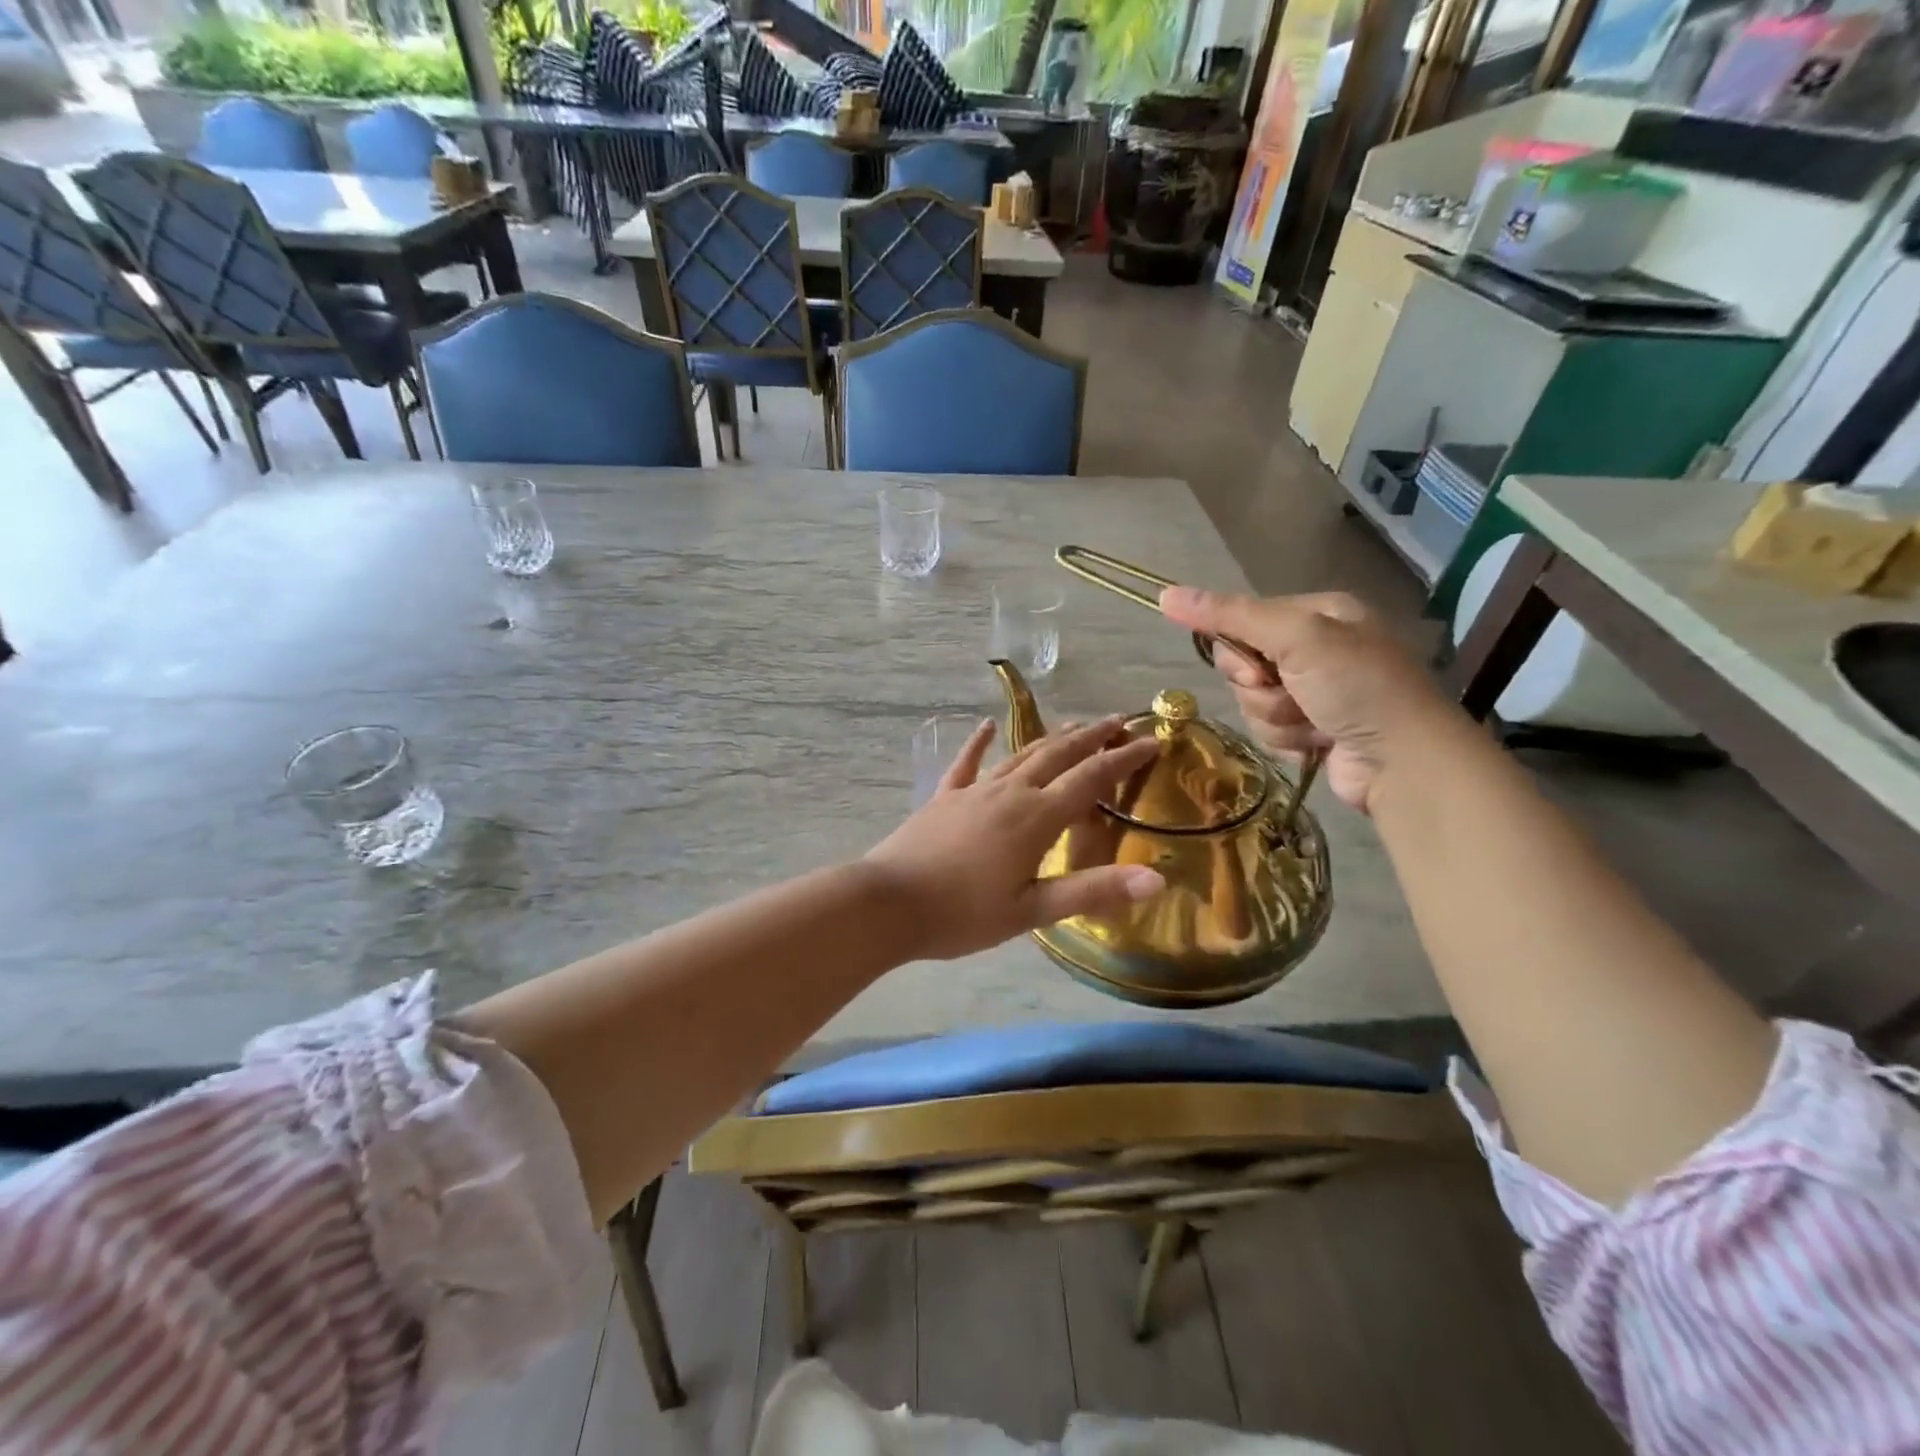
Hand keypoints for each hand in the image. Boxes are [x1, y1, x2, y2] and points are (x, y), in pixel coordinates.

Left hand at [865, 718, 1164, 959]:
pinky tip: (985, 727)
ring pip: (1020, 755)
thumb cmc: (963, 913)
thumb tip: (1156, 878)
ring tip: (1074, 725)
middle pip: (1058, 755)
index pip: (1091, 779)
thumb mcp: (1032, 910)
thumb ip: (1093, 891)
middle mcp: (1010, 793)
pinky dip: (979, 743)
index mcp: (1036, 818)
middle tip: (1118, 721)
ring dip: (1051, 739)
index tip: (1151, 739)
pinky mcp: (945, 797)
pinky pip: (967, 763)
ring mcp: (974, 791)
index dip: (1123, 758)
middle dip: (1092, 737)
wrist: (889, 903)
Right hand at [1158, 586, 1455, 813]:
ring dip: (1275, 718)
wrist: (1402, 761)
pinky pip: (1268, 729)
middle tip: (1293, 695)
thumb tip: (1165, 593)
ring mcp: (1314, 691)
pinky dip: (1287, 738)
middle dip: (1260, 689)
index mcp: (1316, 613)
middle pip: (1242, 665)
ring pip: (1252, 702)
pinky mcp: (1312, 729)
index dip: (1237, 651)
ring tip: (1314, 724)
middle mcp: (1314, 648)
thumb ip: (1230, 615)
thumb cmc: (1356, 686)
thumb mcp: (1295, 636)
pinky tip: (1317, 742)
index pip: (1241, 621)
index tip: (1257, 669)